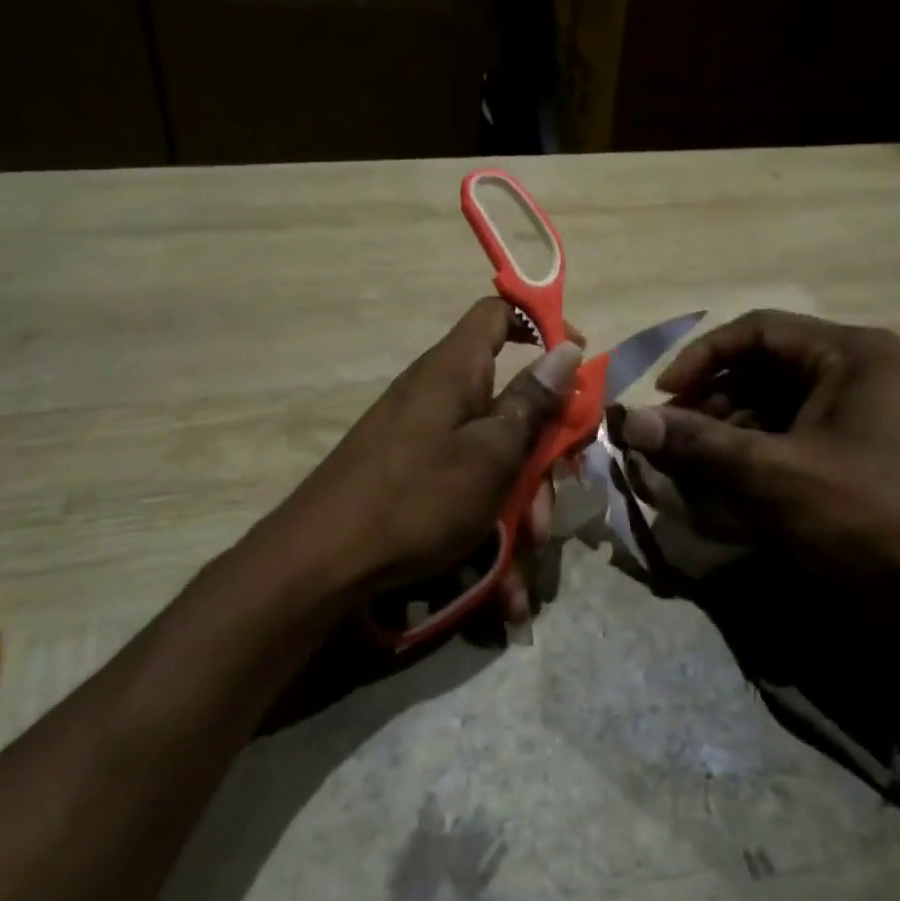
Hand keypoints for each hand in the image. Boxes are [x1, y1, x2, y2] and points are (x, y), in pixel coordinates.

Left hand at [278, 298, 580, 621]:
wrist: (320, 564)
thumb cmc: (417, 496)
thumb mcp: (491, 452)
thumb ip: (532, 401)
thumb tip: (568, 349)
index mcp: (456, 369)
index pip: (499, 313)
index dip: (542, 324)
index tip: (578, 361)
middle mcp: (441, 393)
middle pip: (510, 397)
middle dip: (544, 448)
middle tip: (562, 488)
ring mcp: (426, 436)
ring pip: (495, 452)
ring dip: (522, 499)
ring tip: (529, 550)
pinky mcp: (415, 474)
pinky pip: (467, 486)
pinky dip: (489, 526)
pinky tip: (503, 587)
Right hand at [620, 310, 899, 610]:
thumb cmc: (868, 522)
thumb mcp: (773, 476)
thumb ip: (697, 443)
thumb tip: (625, 421)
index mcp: (850, 354)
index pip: (756, 331)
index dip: (700, 359)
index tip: (661, 397)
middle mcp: (858, 371)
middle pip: (763, 368)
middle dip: (711, 401)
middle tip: (670, 439)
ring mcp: (862, 415)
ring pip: (774, 406)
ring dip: (728, 432)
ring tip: (690, 466)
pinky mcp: (859, 456)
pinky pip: (793, 438)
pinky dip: (755, 456)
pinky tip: (726, 485)